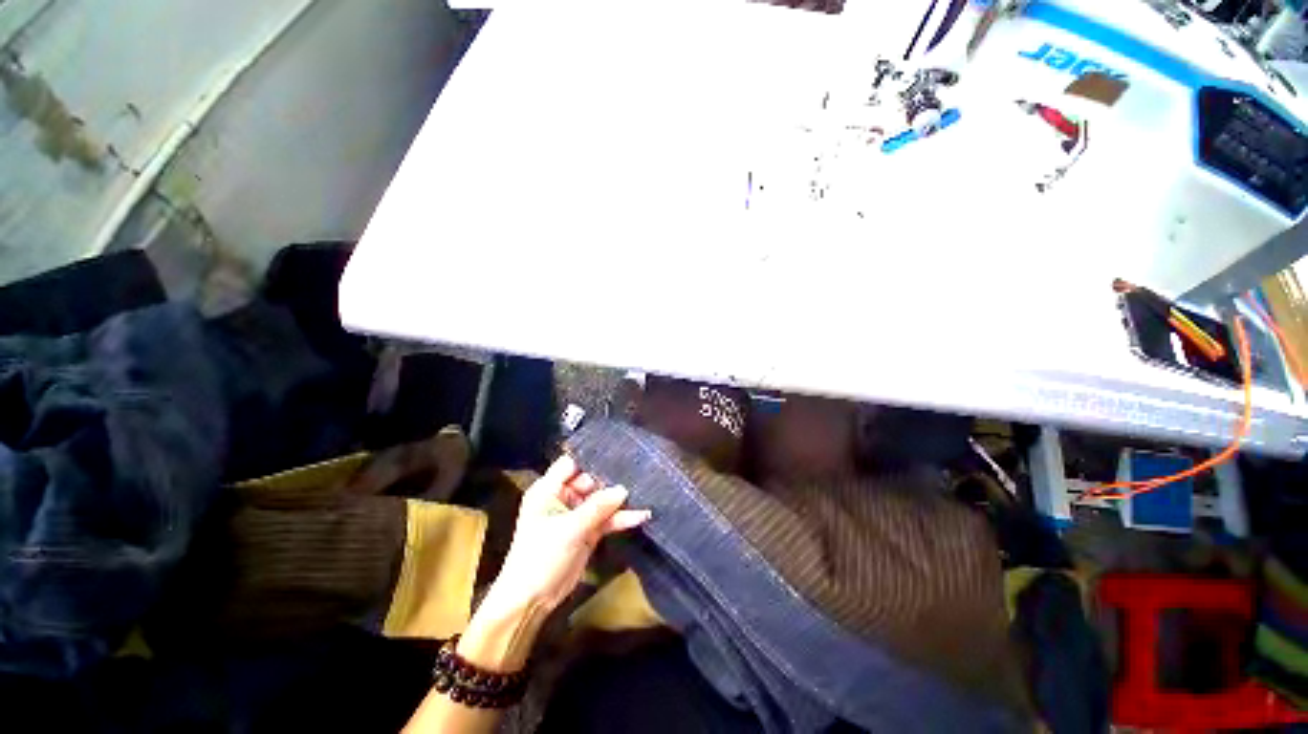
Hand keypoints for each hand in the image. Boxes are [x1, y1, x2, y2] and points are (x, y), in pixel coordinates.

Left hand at [457, 455, 649, 670]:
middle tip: (637, 471)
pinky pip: (606, 519)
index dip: (591, 458)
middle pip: (591, 480)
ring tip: (644, 491)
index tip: (616, 452)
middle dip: (612, 479)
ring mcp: (576, 515)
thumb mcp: (569, 529)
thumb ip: (597, 507)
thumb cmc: (540, 557)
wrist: (532, 601)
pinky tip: (640, 516)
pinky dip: (620, 518)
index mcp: (548, 490)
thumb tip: (623, 489)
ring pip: (601, 501)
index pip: (572, 464)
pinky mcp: (587, 531)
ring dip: (620, 501)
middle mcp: (563, 498)